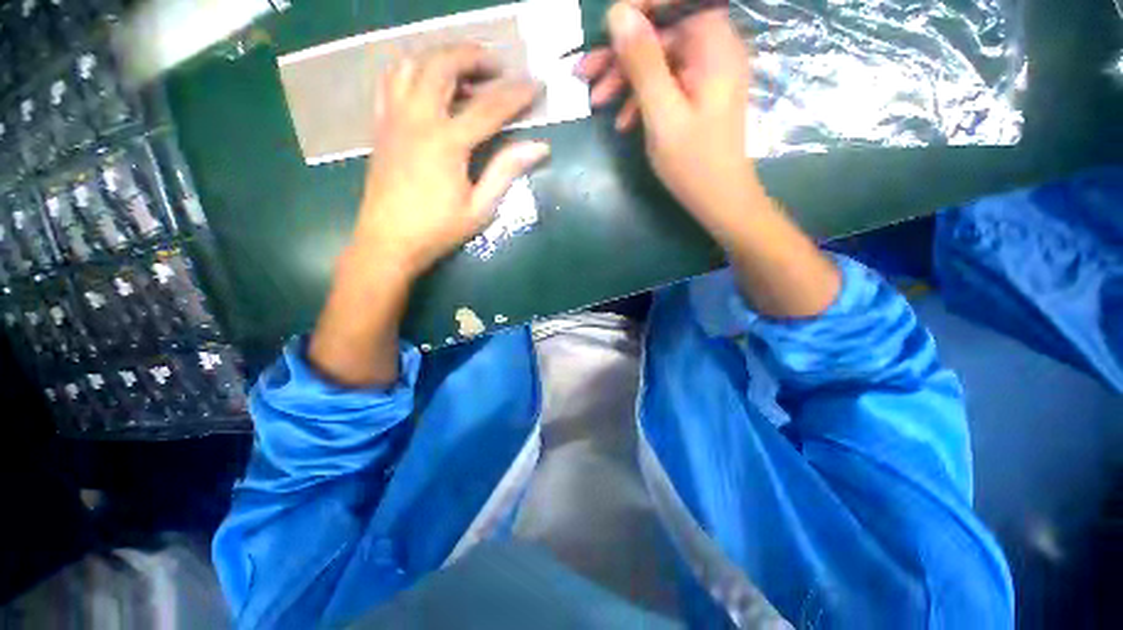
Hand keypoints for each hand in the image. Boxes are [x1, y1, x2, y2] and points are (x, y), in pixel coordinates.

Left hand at [310, 44, 548, 386]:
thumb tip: (539, 147)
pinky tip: (428, 83)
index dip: (517, 94)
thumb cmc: (437, 230)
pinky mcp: (381, 124)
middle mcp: (418, 118)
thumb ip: (506, 171)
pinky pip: (392, 80)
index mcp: (447, 142)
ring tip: (464, 69)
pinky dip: (413, 69)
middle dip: (474, 57)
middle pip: (444, 65)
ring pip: (413, 63)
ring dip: (441, 56)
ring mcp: (394, 117)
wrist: (388, 241)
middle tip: (497, 67)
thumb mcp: (480, 207)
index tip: (537, 85)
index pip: (489, 107)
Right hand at [576, 1, 754, 242]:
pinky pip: (664, 85)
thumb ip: (643, 64)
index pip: (676, 2)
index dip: (639, 7)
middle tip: (585, 74)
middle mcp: (713, 50)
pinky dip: (641, 99)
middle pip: (661, 34)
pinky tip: (623, 122)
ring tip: (597, 102)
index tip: (605, 28)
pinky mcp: (696, 95)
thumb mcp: (662, 114)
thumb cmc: (694, 163)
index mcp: (713, 45)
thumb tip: (619, 14)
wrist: (718, 200)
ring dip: (625, 79)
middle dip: (621, 53)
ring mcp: (704, 74)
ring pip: (658, 61)